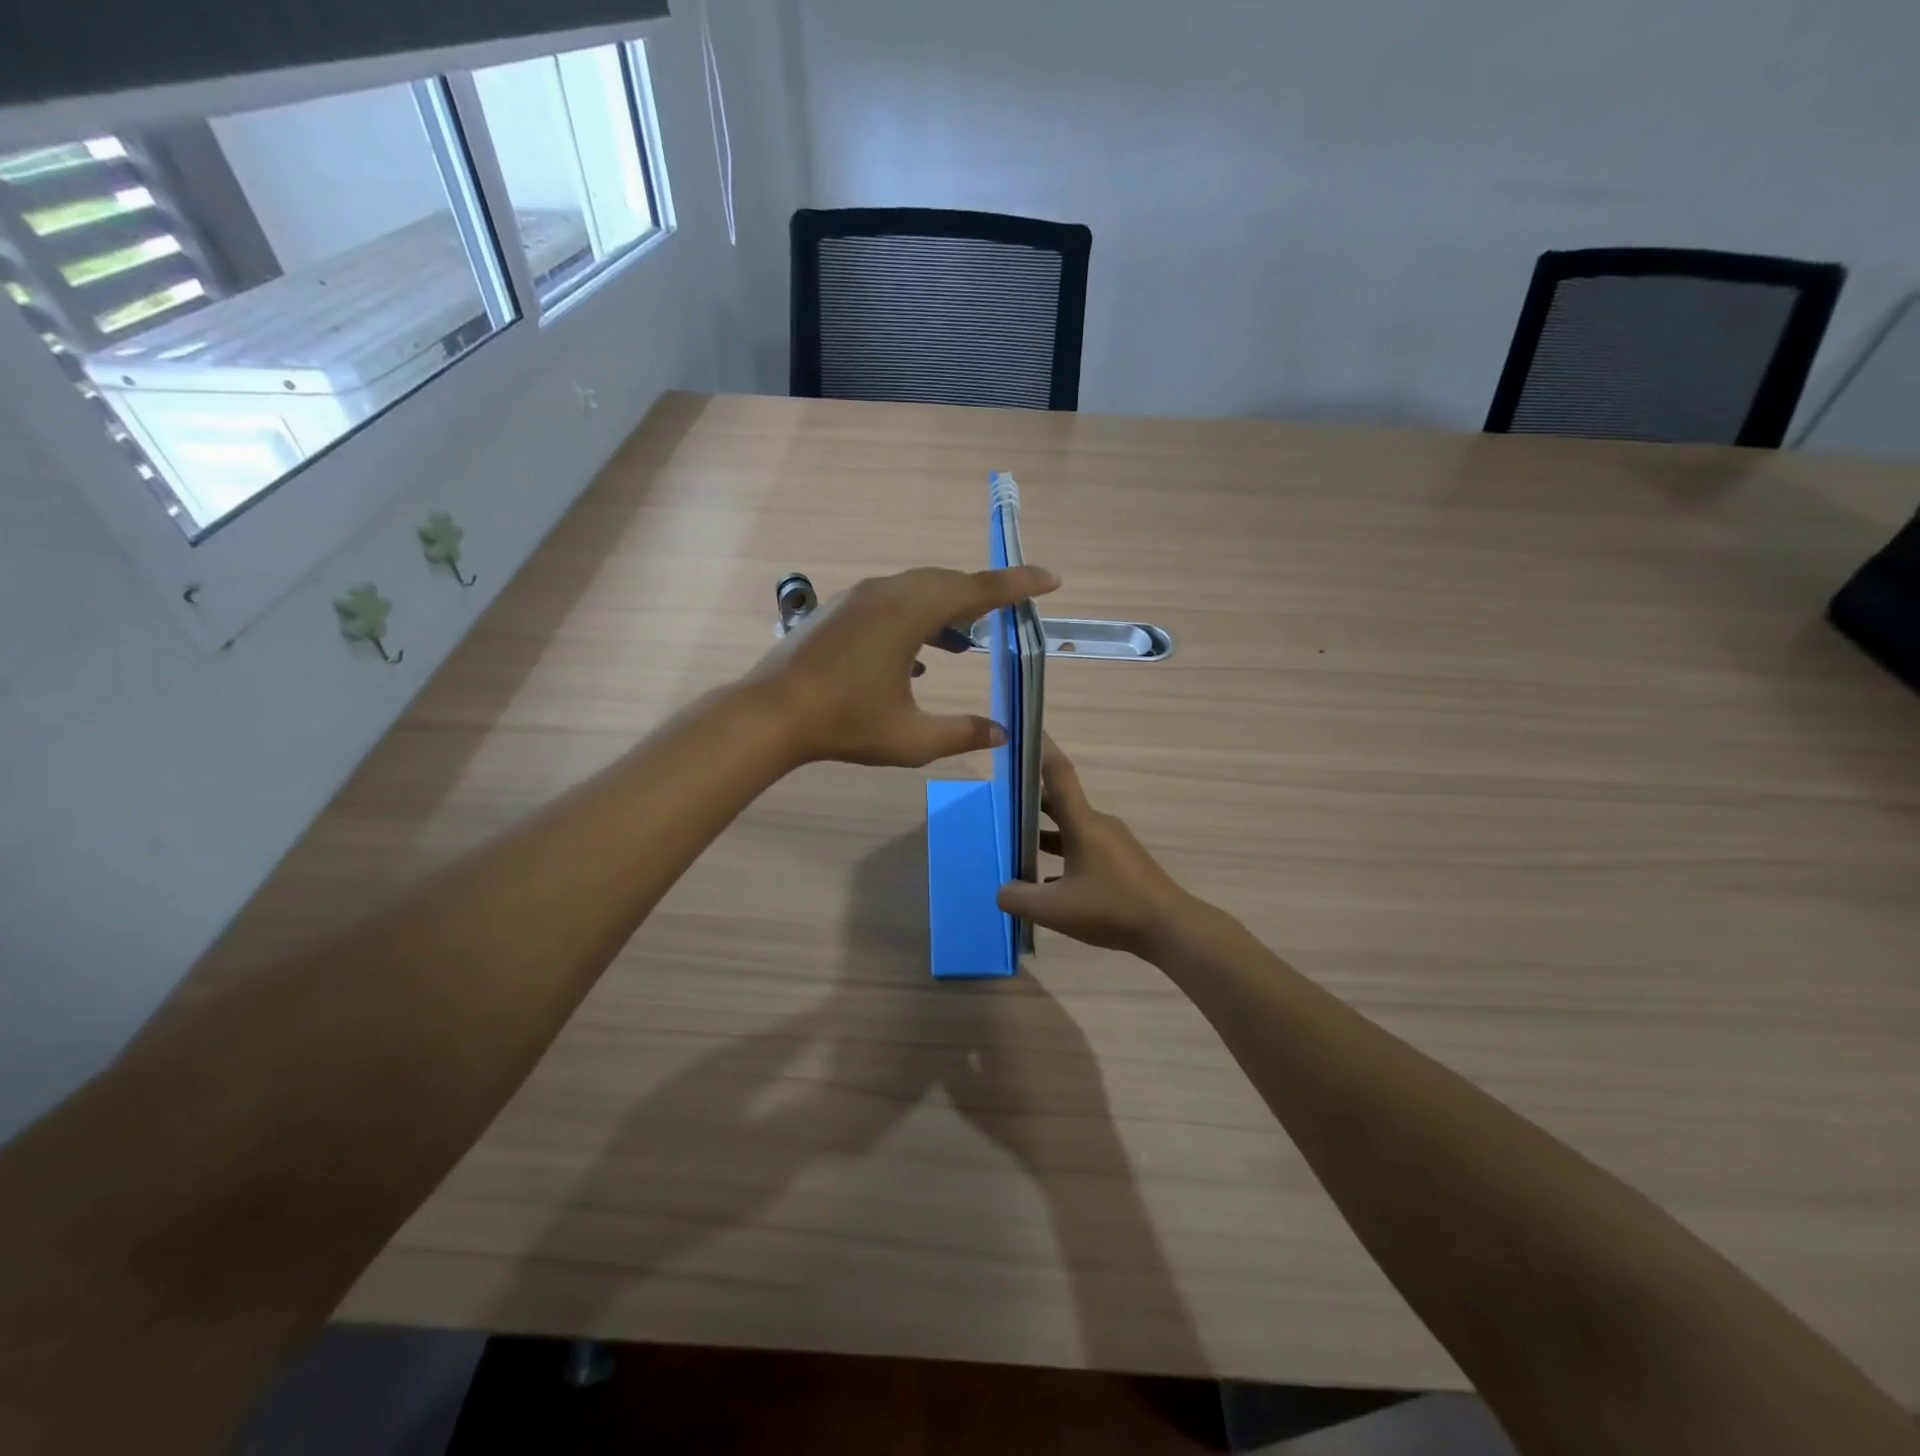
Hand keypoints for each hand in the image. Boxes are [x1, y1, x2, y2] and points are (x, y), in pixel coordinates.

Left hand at [751, 565, 1058, 767]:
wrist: (770, 714)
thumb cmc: (843, 724)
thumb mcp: (910, 738)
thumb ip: (961, 733)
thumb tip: (1002, 733)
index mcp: (909, 613)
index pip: (977, 591)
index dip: (1019, 584)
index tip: (1052, 578)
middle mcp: (886, 593)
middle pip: (947, 582)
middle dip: (982, 596)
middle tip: (1008, 616)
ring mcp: (857, 598)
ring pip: (916, 589)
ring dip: (946, 608)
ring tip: (965, 640)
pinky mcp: (838, 611)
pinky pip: (890, 601)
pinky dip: (915, 618)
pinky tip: (917, 657)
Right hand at [997, 737, 1197, 957]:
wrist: (1171, 929)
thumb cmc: (1112, 908)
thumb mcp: (1055, 909)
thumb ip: (1019, 899)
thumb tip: (1000, 891)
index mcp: (1083, 823)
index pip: (1057, 773)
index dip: (1039, 749)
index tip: (1021, 732)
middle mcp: (1098, 825)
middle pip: (1059, 802)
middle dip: (1029, 799)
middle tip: (999, 799)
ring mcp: (1112, 844)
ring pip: (1070, 829)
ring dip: (1044, 833)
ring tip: (1015, 843)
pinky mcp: (1121, 863)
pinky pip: (1083, 849)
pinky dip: (1062, 856)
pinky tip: (1046, 882)